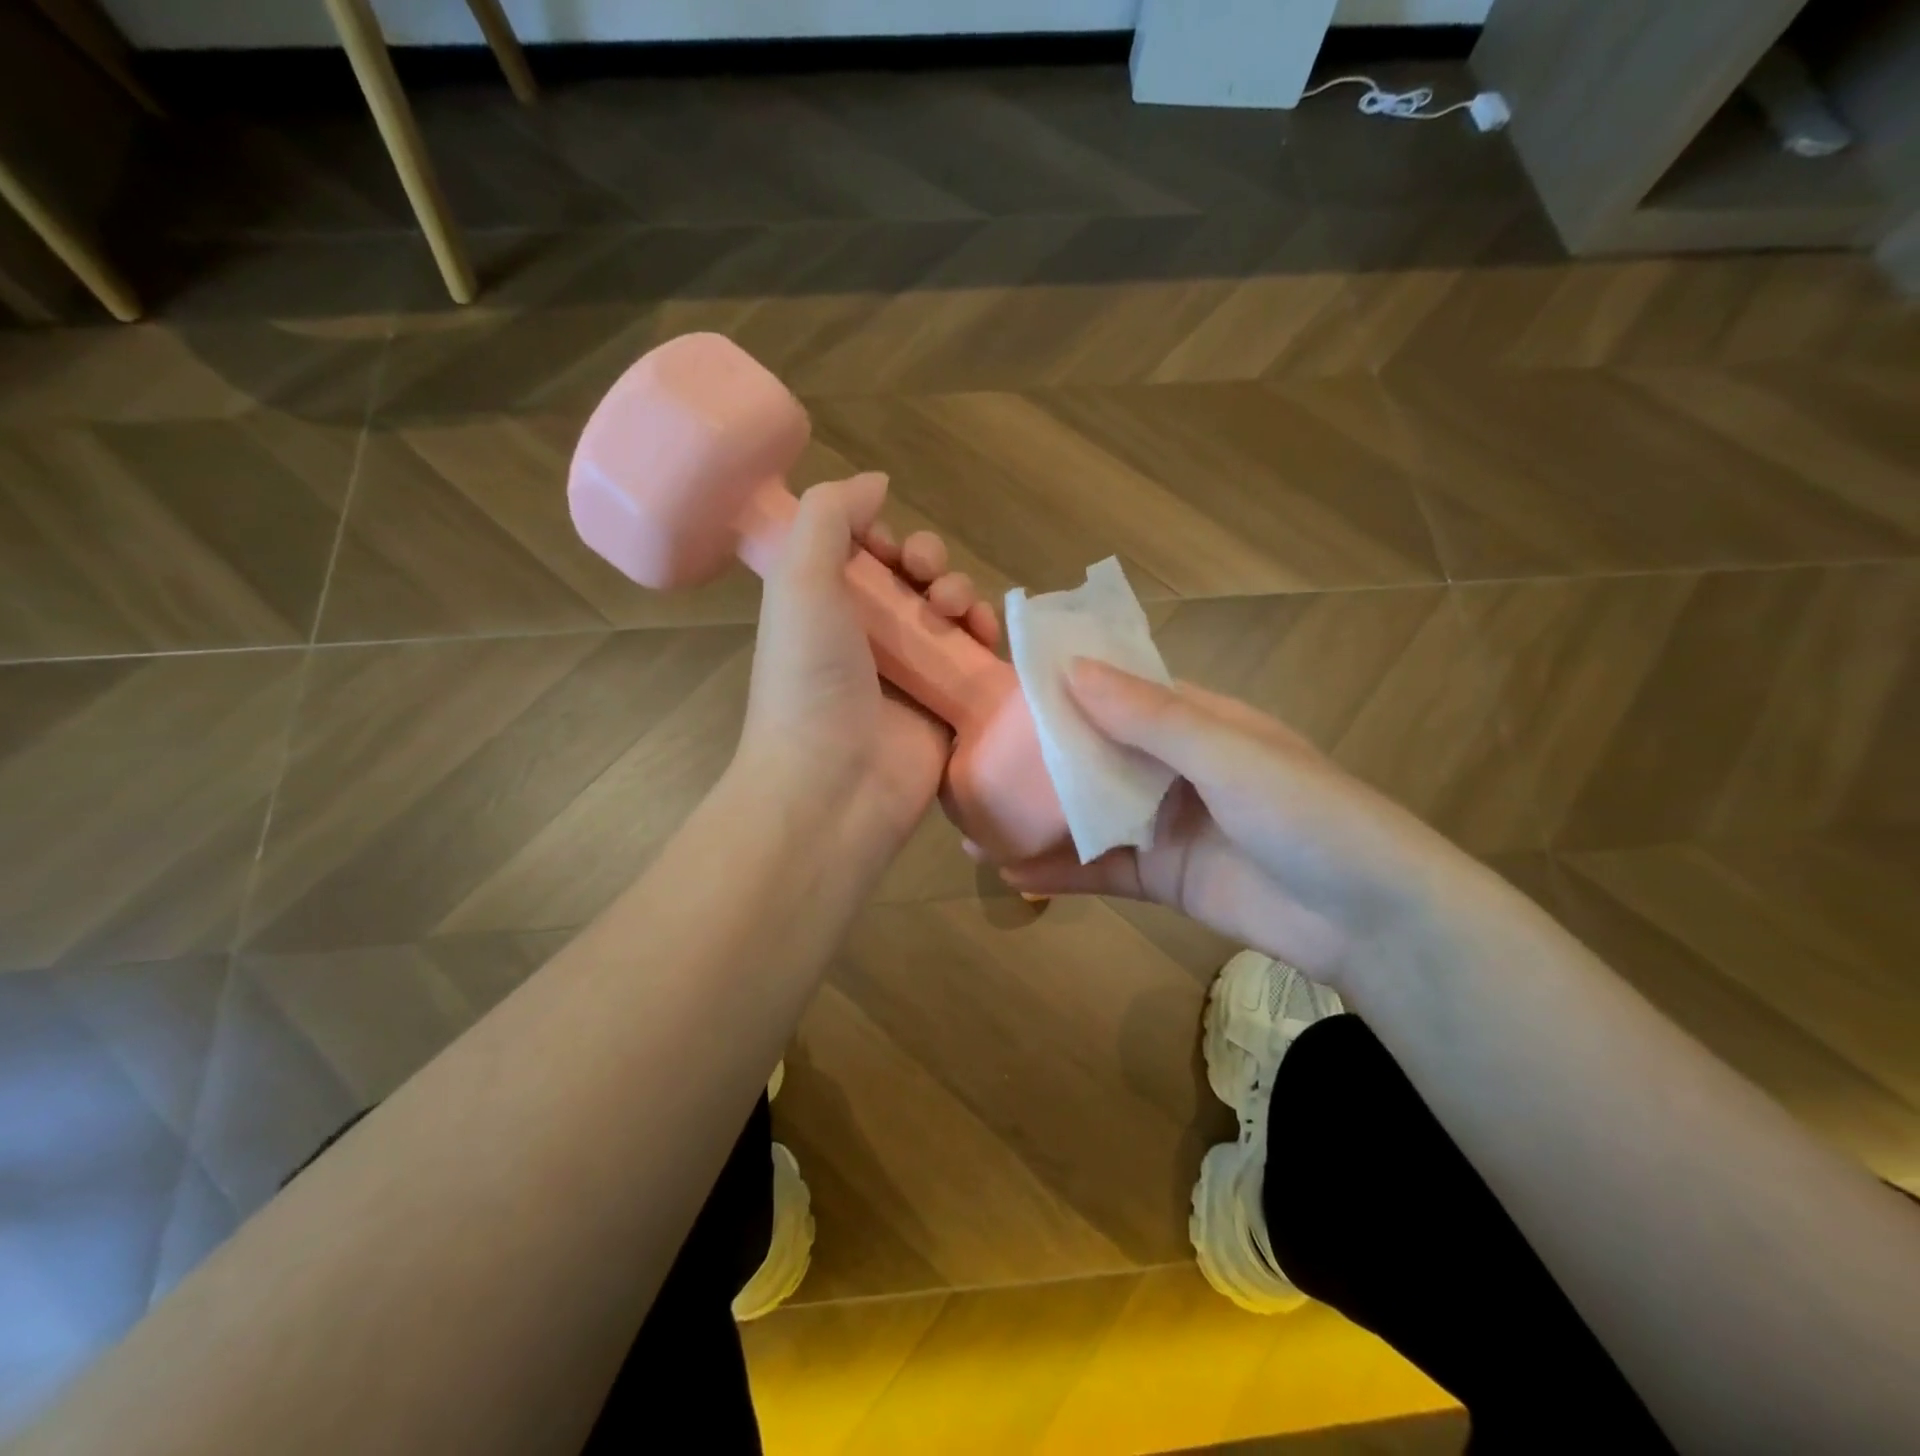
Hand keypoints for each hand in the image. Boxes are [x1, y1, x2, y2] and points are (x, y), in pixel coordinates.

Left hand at [738, 472, 998, 861]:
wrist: (834, 783)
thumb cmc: (809, 677)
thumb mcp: (799, 580)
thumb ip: (830, 516)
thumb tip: (876, 482)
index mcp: (825, 608)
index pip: (864, 557)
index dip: (883, 540)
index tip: (887, 547)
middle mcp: (868, 638)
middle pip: (914, 581)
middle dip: (930, 564)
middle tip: (927, 577)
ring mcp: (911, 674)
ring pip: (951, 615)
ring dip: (961, 595)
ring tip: (955, 610)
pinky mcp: (949, 705)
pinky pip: (977, 658)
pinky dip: (986, 638)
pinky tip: (985, 635)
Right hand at [990, 662, 1483, 994]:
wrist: (1371, 920)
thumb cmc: (1306, 815)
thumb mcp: (1227, 755)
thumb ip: (1149, 717)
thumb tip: (1070, 670)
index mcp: (1196, 723)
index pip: (1117, 693)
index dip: (1063, 688)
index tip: (1001, 688)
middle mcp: (1174, 767)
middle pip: (1093, 754)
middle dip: (1036, 760)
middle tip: (969, 761)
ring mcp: (1165, 825)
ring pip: (1088, 814)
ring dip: (1036, 819)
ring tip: (971, 824)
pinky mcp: (1162, 879)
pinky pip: (1100, 869)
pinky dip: (1059, 873)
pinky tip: (1010, 874)